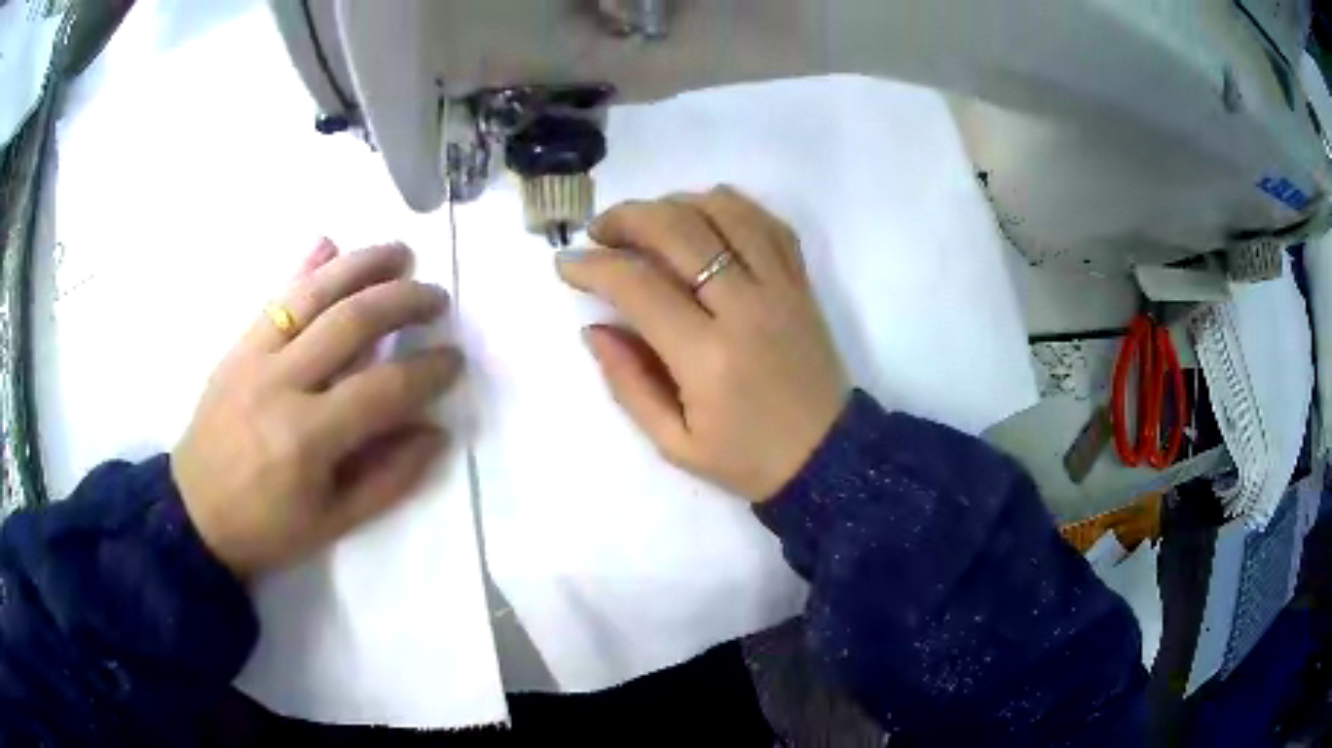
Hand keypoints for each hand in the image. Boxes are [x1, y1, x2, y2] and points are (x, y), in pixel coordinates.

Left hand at [172, 240, 460, 578]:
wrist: (193, 513)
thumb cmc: (266, 527)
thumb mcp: (333, 523)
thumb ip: (388, 479)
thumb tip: (435, 432)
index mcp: (307, 437)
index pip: (383, 388)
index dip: (428, 371)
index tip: (454, 360)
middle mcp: (281, 383)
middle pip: (352, 322)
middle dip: (404, 301)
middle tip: (437, 298)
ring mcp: (254, 355)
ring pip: (314, 293)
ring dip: (362, 265)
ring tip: (401, 254)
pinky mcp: (238, 345)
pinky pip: (275, 296)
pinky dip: (305, 267)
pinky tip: (330, 243)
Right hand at [557, 187, 849, 500]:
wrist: (825, 458)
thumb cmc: (745, 458)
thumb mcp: (673, 442)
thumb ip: (628, 382)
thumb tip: (593, 327)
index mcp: (707, 357)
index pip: (638, 286)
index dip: (593, 266)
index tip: (566, 263)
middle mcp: (746, 308)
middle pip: (680, 230)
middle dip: (627, 218)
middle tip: (600, 231)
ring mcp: (781, 288)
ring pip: (726, 211)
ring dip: (677, 203)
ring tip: (649, 221)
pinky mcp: (802, 283)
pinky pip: (767, 223)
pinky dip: (730, 206)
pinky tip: (703, 217)